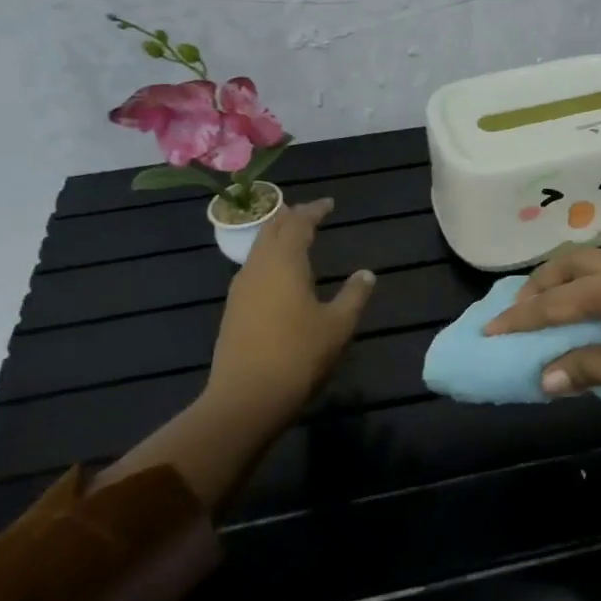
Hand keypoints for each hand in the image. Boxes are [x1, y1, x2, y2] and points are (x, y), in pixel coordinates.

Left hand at [206, 198, 373, 416]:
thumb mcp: (338, 325)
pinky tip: (280, 276)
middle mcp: (257, 267)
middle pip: (270, 230)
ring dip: (277, 238)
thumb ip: (354, 295)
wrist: (248, 396)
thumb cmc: (300, 354)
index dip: (314, 210)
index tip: (329, 204)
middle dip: (291, 218)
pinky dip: (269, 260)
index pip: (297, 223)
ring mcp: (240, 289)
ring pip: (258, 249)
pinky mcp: (234, 310)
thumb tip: (366, 274)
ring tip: (296, 239)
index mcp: (284, 262)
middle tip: (310, 214)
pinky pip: (253, 270)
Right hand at [483, 248, 600, 419]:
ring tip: (556, 310)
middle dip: (541, 285)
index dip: (519, 319)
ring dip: (571, 283)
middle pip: (574, 264)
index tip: (488, 331)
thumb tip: (545, 377)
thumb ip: (586, 367)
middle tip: (519, 311)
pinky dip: (598, 289)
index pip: (555, 301)